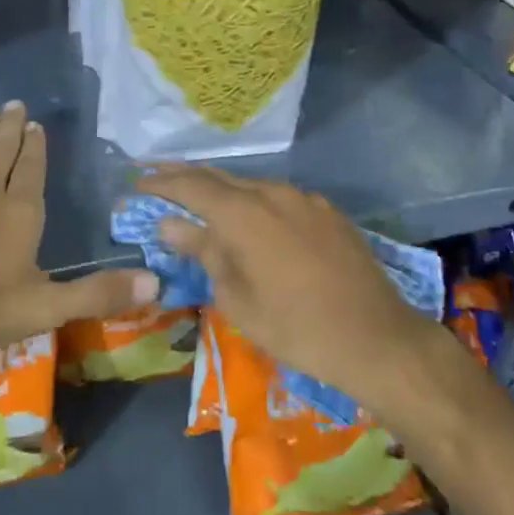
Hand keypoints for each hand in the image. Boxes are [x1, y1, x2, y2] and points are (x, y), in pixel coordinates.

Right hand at [138, 166, 431, 410]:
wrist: (376, 338)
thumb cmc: (296, 327)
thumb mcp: (237, 298)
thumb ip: (204, 253)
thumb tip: (170, 225)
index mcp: (244, 214)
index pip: (191, 186)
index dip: (161, 183)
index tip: (137, 183)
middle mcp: (272, 194)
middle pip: (220, 177)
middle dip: (186, 176)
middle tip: (157, 176)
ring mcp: (304, 199)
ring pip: (252, 186)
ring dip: (222, 190)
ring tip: (199, 197)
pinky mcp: (328, 212)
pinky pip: (280, 198)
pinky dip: (254, 202)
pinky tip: (251, 216)